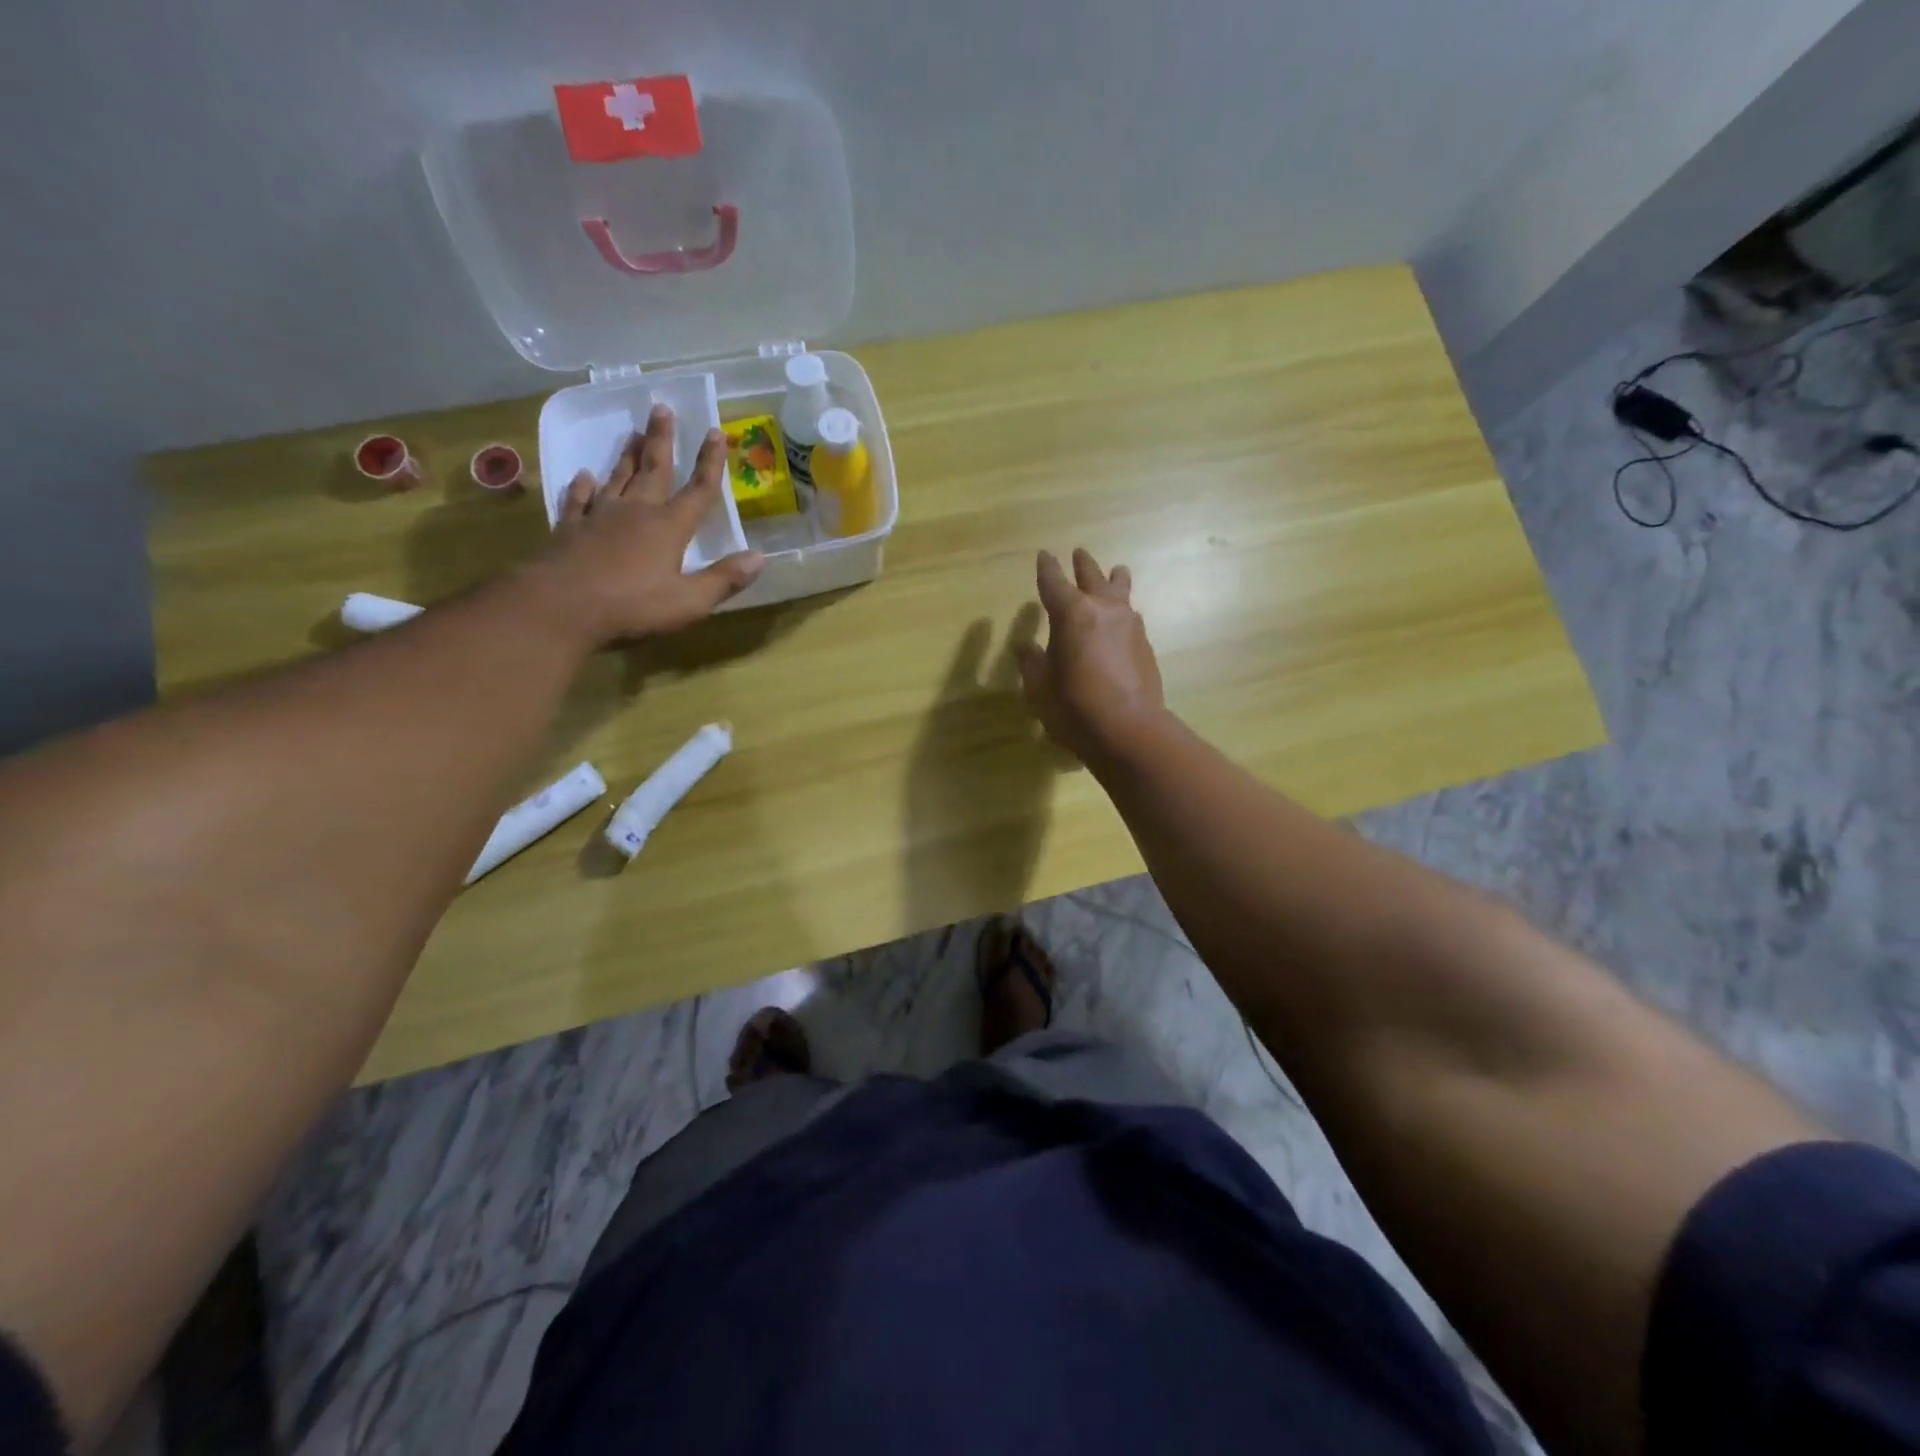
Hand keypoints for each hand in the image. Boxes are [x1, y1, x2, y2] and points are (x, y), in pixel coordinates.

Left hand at [536, 405, 763, 644]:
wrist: (560, 607)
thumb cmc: (632, 606)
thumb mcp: (689, 602)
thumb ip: (724, 579)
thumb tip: (759, 557)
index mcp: (669, 528)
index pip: (698, 490)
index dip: (710, 463)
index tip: (715, 432)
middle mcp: (636, 512)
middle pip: (653, 470)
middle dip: (662, 440)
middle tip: (661, 408)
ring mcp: (599, 518)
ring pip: (617, 478)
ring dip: (626, 455)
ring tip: (632, 433)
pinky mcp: (570, 529)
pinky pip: (579, 500)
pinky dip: (583, 486)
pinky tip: (584, 476)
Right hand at [1017, 548, 1165, 761]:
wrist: (1129, 730)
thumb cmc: (1074, 706)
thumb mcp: (1039, 686)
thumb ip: (1033, 662)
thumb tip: (1027, 648)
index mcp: (1072, 613)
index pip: (1054, 582)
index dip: (1047, 568)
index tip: (1044, 555)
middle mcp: (1103, 609)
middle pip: (1093, 576)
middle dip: (1083, 565)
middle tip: (1079, 553)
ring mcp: (1130, 625)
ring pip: (1121, 591)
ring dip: (1114, 579)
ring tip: (1116, 572)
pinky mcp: (1145, 645)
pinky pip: (1131, 616)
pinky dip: (1123, 611)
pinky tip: (1123, 618)